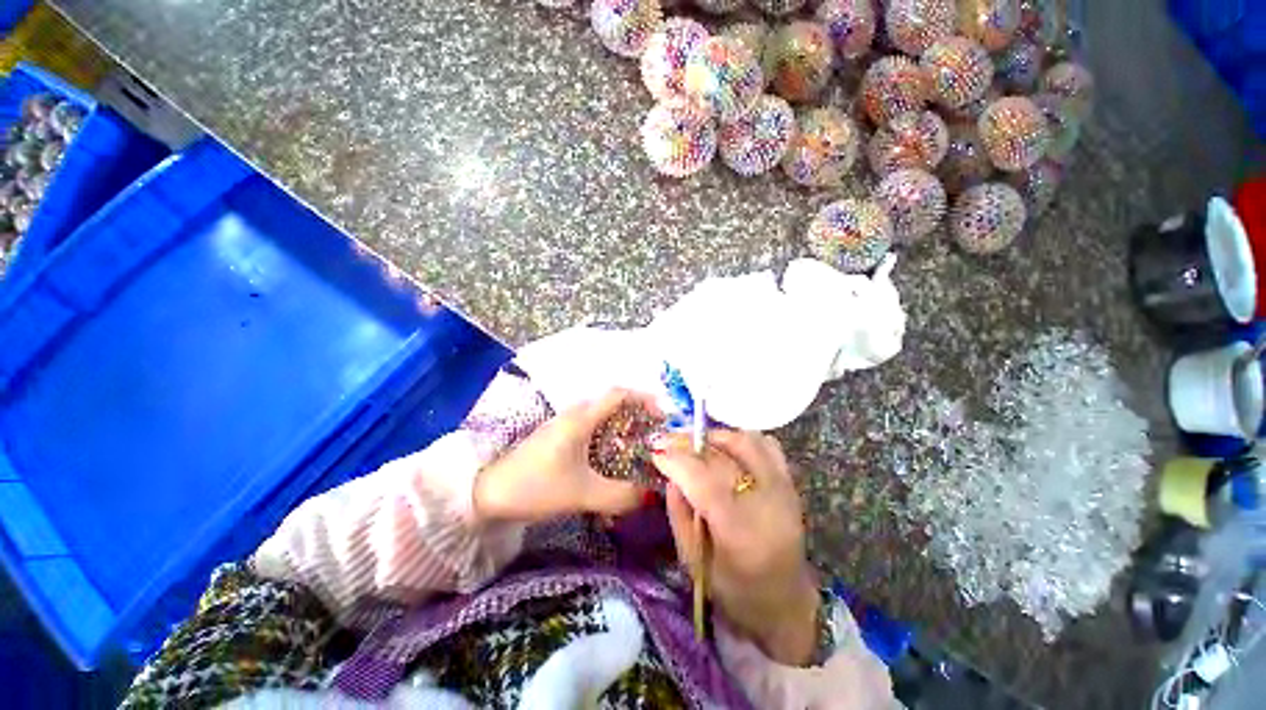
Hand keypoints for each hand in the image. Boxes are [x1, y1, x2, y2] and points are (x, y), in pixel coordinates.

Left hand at [473, 390, 647, 523]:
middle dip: (638, 417)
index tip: (662, 416)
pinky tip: (611, 464)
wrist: (489, 494)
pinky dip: (608, 440)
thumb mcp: (582, 494)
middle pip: (614, 404)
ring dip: (623, 430)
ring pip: (602, 419)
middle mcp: (575, 415)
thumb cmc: (536, 486)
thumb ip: (620, 495)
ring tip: (638, 451)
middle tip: (654, 438)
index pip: (619, 394)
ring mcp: (565, 425)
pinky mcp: (559, 438)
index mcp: (581, 418)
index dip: (644, 399)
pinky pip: (591, 431)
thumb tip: (650, 496)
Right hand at [653, 431, 819, 665]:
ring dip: (714, 436)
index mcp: (740, 530)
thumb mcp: (693, 562)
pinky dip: (741, 439)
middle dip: (688, 443)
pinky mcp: (790, 482)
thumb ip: (679, 514)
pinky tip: (725, 448)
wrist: (785, 602)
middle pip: (722, 455)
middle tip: (667, 441)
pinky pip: (765, 444)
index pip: (704, 480)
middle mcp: (766, 501)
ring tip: (694, 444)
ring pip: (744, 441)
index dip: (676, 460)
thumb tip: (670, 475)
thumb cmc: (735, 591)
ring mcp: (783, 487)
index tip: (655, 451)